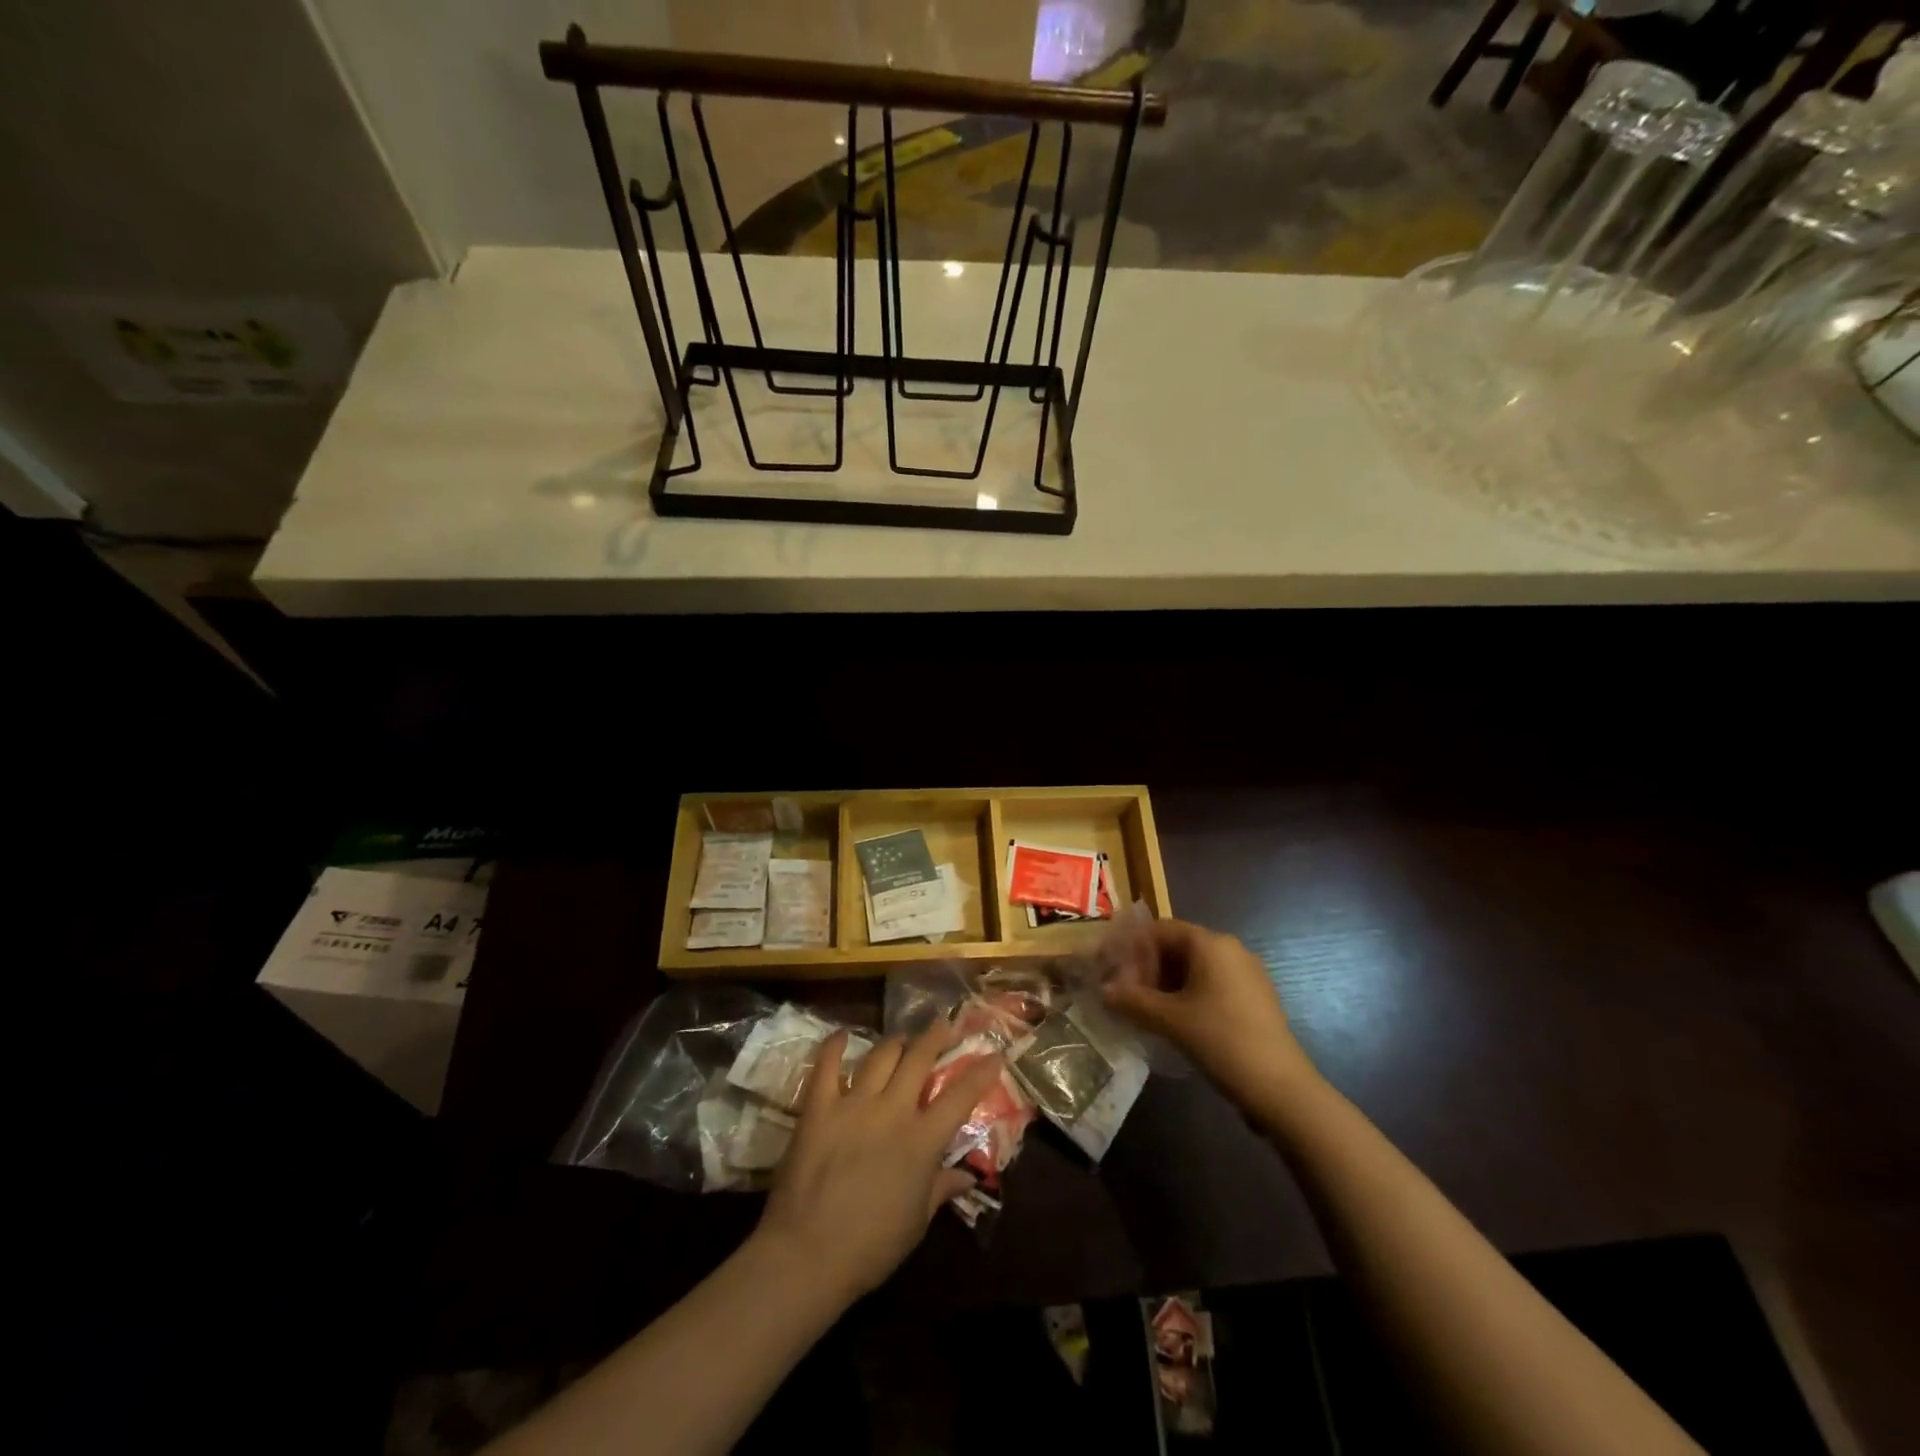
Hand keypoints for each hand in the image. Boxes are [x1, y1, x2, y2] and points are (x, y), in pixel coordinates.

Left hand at [755, 1024, 1003, 1303]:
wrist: (807, 1255)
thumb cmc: (871, 1247)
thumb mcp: (917, 1222)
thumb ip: (942, 1189)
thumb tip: (969, 1175)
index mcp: (922, 1141)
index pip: (960, 1096)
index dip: (981, 1072)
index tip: (995, 1054)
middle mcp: (892, 1111)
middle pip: (918, 1059)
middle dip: (934, 1036)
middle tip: (942, 1023)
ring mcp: (854, 1104)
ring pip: (880, 1055)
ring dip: (894, 1042)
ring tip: (900, 1038)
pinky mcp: (819, 1107)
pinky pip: (827, 1066)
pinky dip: (835, 1047)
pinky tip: (841, 1036)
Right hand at [1103, 918, 1317, 1109]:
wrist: (1281, 1088)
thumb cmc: (1221, 1040)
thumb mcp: (1169, 1020)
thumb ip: (1132, 1000)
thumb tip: (1103, 990)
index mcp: (1210, 943)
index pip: (1160, 929)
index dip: (1131, 946)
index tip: (1110, 967)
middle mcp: (1230, 949)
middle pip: (1177, 946)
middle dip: (1148, 967)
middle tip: (1124, 992)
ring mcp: (1247, 974)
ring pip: (1195, 967)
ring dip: (1166, 983)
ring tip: (1144, 1008)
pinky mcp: (1255, 998)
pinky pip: (1213, 984)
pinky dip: (1189, 995)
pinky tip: (1175, 1021)